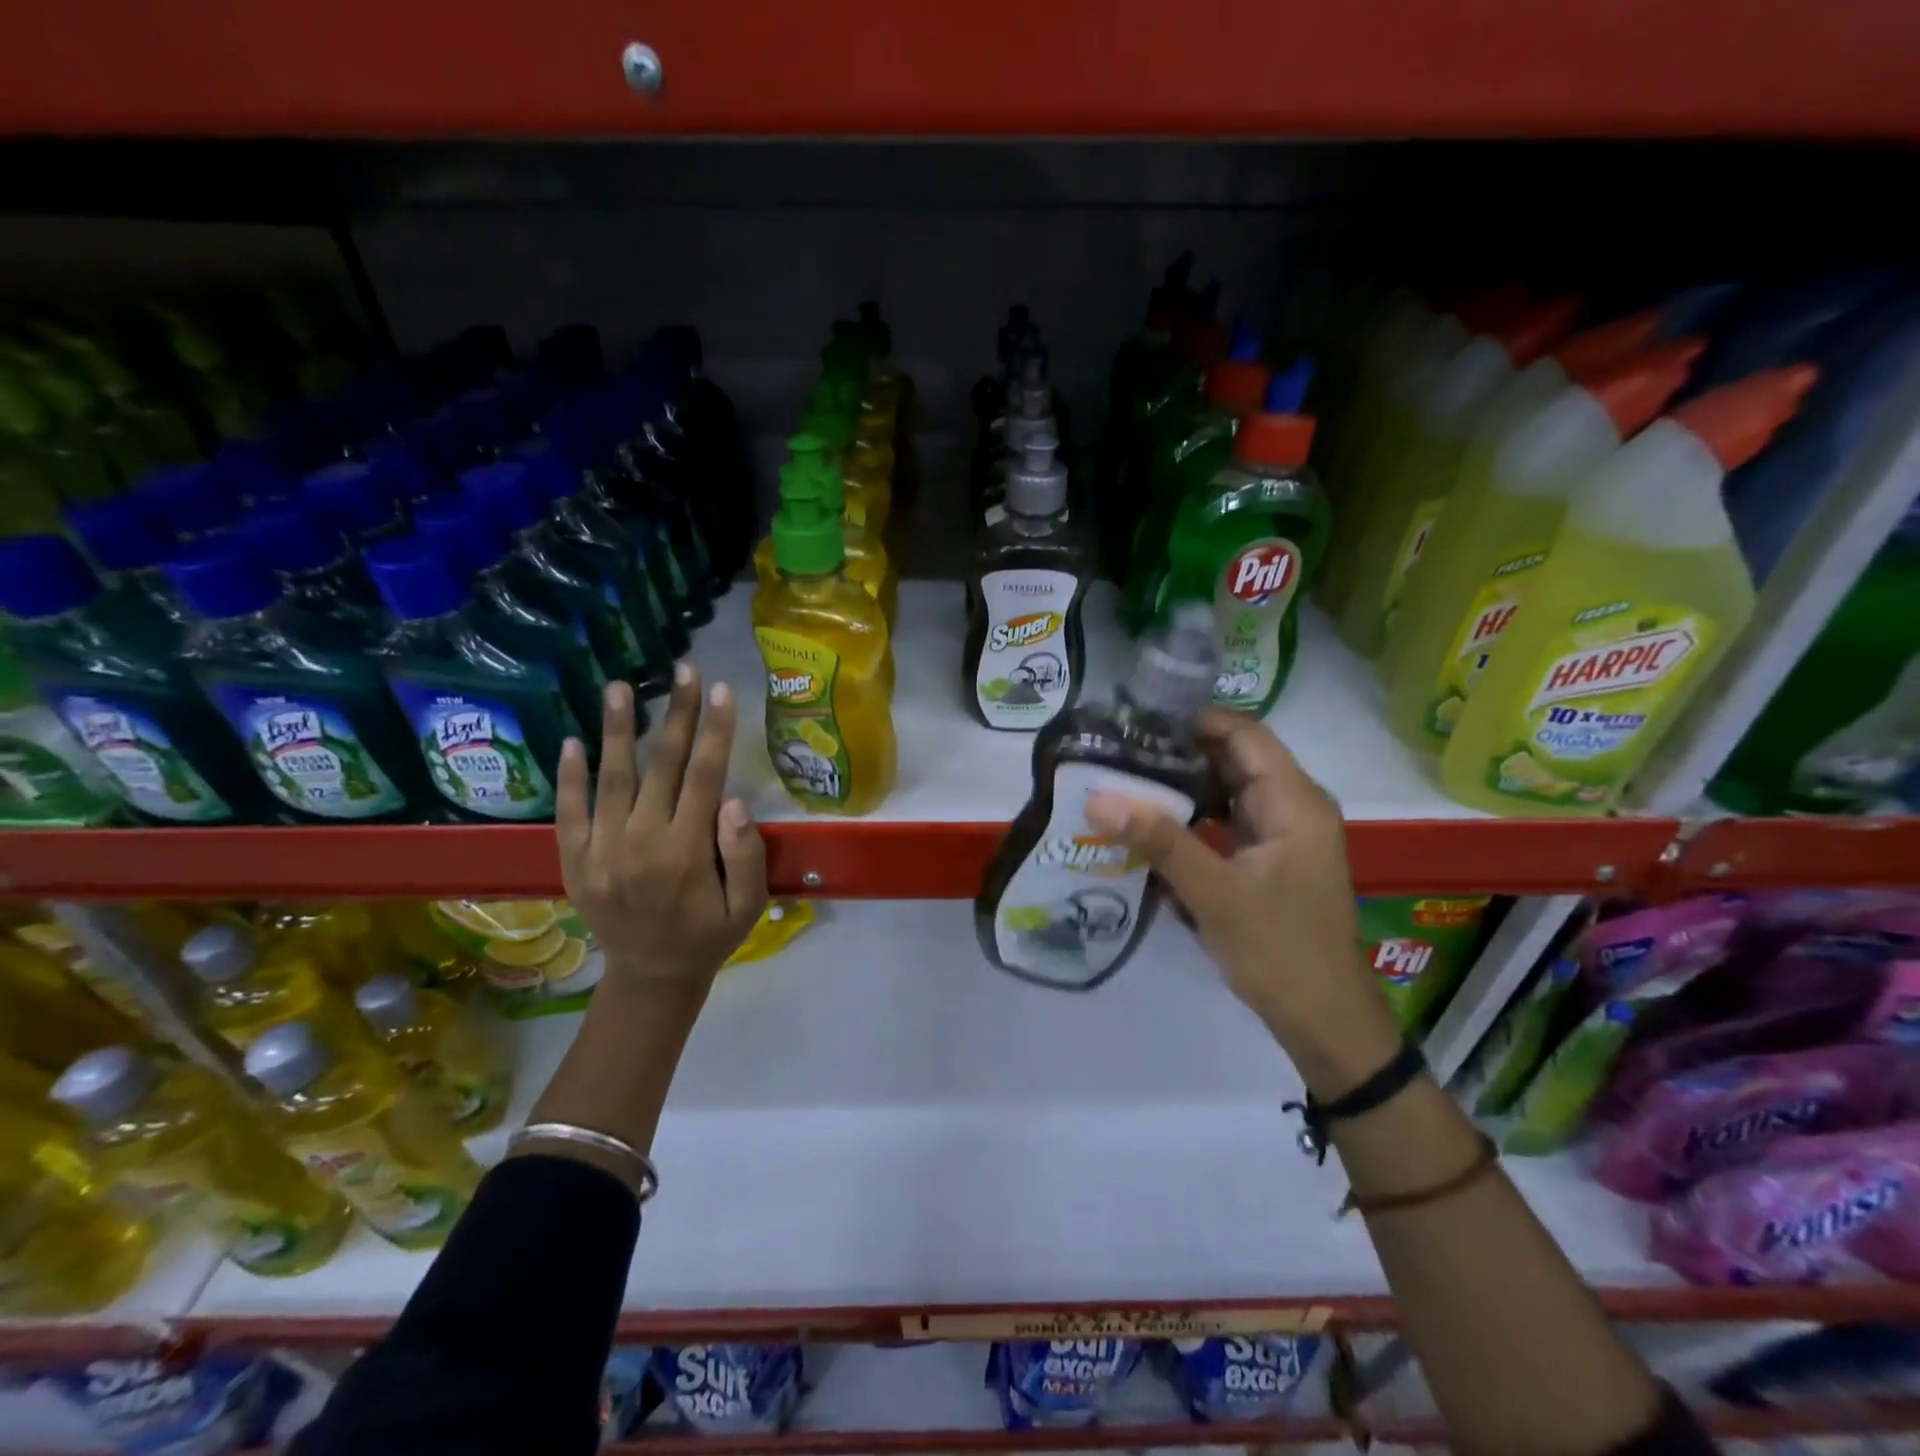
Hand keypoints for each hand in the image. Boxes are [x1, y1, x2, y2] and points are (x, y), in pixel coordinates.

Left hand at [556, 667, 768, 989]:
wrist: (651, 976)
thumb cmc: (709, 935)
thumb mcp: (749, 905)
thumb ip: (745, 854)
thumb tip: (731, 799)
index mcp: (687, 853)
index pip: (704, 777)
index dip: (714, 731)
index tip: (721, 690)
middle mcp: (641, 843)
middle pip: (662, 766)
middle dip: (676, 714)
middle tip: (683, 669)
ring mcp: (601, 851)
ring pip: (611, 779)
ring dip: (616, 730)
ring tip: (619, 686)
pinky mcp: (574, 860)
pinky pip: (568, 812)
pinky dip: (569, 777)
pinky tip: (572, 740)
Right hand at [1085, 707, 1398, 1090]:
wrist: (1324, 1022)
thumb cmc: (1279, 951)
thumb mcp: (1214, 893)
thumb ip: (1159, 841)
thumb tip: (1098, 798)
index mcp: (1294, 802)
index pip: (1244, 734)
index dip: (1195, 719)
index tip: (1138, 718)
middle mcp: (1291, 808)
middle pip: (1232, 760)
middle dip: (1178, 753)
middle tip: (1118, 749)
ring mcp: (1279, 835)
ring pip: (1225, 792)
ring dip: (1180, 787)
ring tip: (1124, 780)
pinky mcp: (1266, 861)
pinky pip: (1224, 824)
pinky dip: (1190, 820)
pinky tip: (1149, 826)